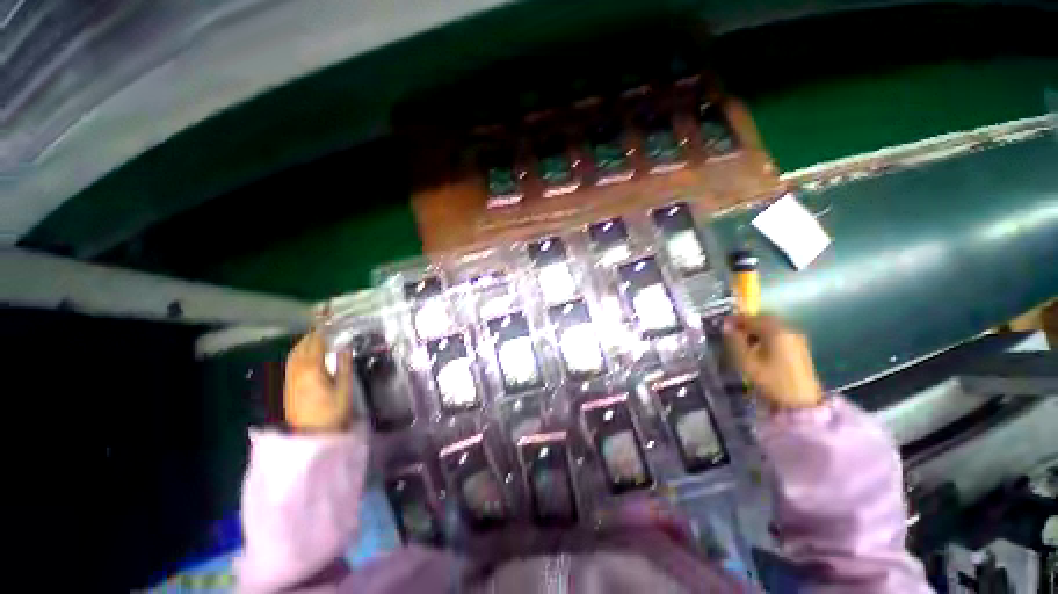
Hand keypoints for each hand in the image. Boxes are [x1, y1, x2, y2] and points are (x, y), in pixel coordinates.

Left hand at [284, 331, 353, 431]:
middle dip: (311, 333)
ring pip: (294, 354)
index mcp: (312, 369)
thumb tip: (344, 346)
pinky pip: (291, 362)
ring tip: (317, 336)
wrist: (311, 436)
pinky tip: (307, 354)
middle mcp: (296, 370)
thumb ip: (344, 365)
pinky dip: (299, 352)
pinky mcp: (288, 386)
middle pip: (301, 346)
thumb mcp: (344, 388)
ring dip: (304, 342)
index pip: (315, 342)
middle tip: (324, 325)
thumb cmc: (332, 412)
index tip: (326, 316)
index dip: (320, 328)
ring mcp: (290, 379)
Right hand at [723, 314, 823, 409]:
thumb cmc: (771, 381)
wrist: (800, 402)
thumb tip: (727, 327)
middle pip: (764, 319)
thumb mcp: (747, 361)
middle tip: (734, 332)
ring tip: (745, 341)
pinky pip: (780, 334)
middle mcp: (788, 329)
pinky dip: (767, 336)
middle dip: (748, 323)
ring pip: (772, 326)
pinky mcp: (800, 347)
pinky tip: (760, 347)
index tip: (723, 324)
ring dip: (757, 329)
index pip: (751, 318)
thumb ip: (735, 341)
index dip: (735, 320)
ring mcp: (796, 338)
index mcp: (775, 331)